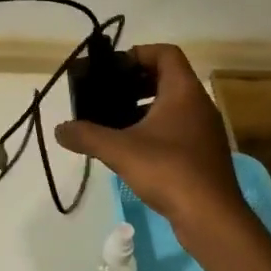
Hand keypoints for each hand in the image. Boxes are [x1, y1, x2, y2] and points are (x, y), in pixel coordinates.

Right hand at [54, 45, 247, 238]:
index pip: (165, 53)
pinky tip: (132, 148)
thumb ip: (87, 136)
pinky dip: (154, 129)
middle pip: (167, 77)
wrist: (211, 217)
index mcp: (184, 91)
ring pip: (172, 105)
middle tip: (107, 94)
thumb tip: (59, 130)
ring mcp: (204, 130)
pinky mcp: (203, 154)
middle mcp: (198, 104)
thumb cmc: (168, 170)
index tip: (113, 68)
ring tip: (114, 121)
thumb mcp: (119, 150)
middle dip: (135, 82)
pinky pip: (177, 128)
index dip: (138, 53)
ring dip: (144, 107)